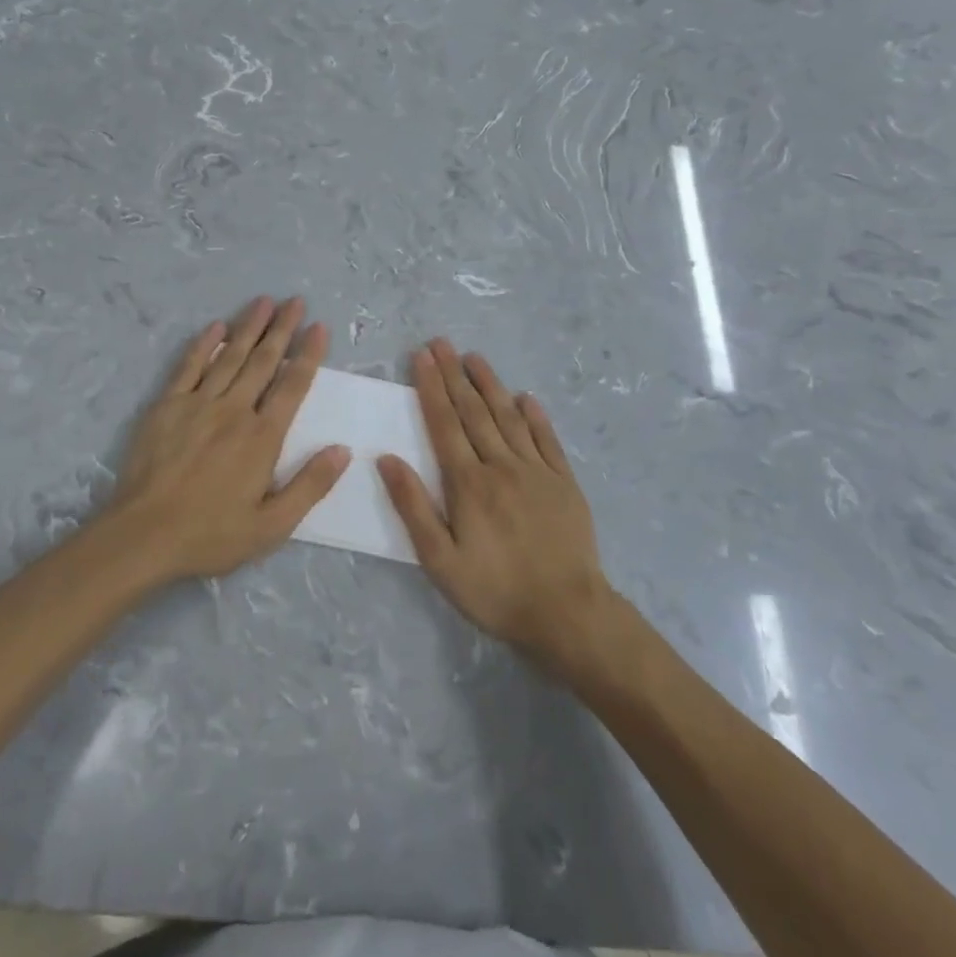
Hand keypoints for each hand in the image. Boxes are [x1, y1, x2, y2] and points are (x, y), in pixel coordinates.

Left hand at [102, 297, 349, 582]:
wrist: (143, 535)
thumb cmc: (211, 534)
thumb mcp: (272, 525)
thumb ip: (310, 486)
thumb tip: (343, 450)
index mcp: (263, 437)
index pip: (293, 386)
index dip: (308, 354)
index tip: (319, 327)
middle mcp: (234, 411)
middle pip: (263, 361)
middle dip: (282, 328)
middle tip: (295, 300)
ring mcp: (198, 404)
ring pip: (230, 356)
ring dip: (249, 327)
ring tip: (264, 301)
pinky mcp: (167, 406)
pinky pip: (188, 367)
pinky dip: (204, 345)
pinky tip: (215, 327)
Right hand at [378, 340, 610, 668]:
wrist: (567, 613)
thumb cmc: (495, 591)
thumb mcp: (440, 560)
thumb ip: (413, 506)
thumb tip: (387, 458)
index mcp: (468, 483)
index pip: (444, 424)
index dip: (431, 388)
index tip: (421, 357)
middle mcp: (501, 466)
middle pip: (473, 411)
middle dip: (454, 375)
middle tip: (441, 343)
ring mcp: (536, 471)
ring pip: (509, 417)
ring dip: (490, 385)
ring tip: (475, 357)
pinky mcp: (564, 482)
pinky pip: (547, 439)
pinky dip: (535, 415)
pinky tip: (526, 397)